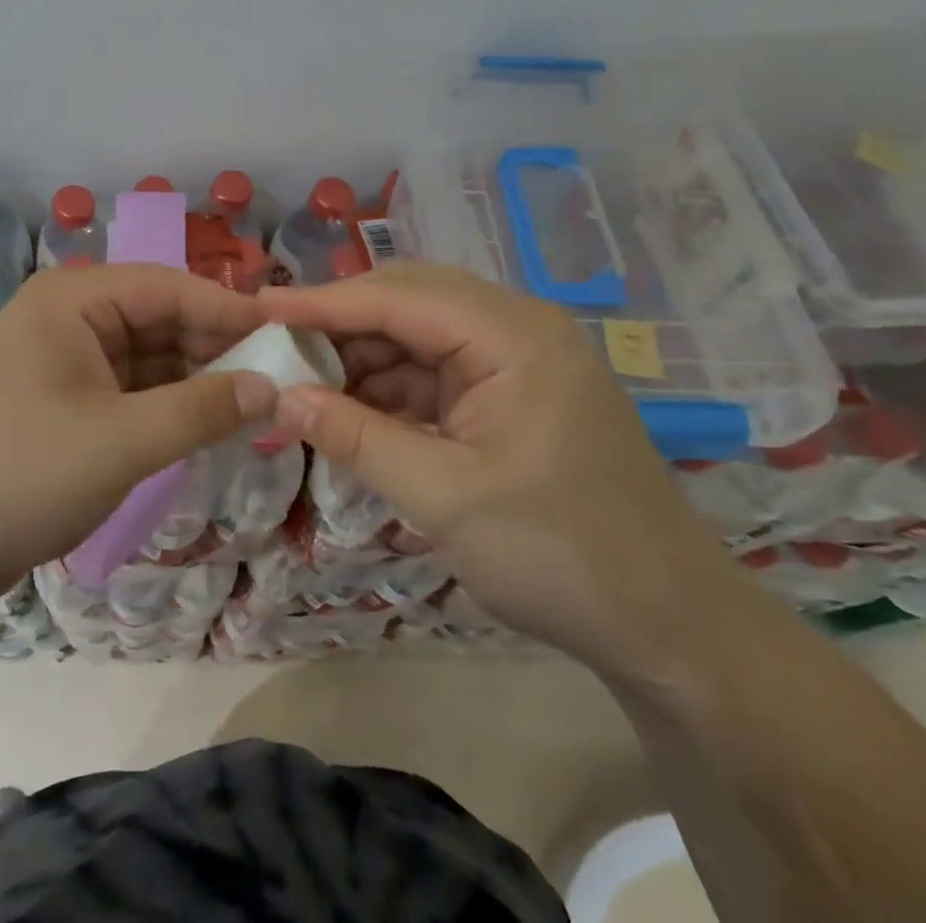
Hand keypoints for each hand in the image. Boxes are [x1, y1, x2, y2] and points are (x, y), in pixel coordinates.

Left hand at [0, 263, 275, 602]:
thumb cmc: (18, 473)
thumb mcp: (120, 442)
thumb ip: (202, 409)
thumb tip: (271, 386)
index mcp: (75, 299)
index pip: (171, 288)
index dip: (233, 312)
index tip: (290, 338)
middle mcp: (71, 316)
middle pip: (162, 319)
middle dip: (218, 349)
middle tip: (281, 380)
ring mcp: (66, 359)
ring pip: (150, 357)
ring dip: (197, 380)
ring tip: (257, 405)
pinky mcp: (65, 400)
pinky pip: (131, 389)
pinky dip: (169, 405)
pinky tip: (209, 424)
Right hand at [259, 264, 743, 675]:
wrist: (670, 628)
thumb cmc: (561, 555)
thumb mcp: (445, 497)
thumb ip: (356, 437)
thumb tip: (280, 398)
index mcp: (513, 334)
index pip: (398, 297)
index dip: (321, 302)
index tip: (256, 307)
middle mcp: (516, 329)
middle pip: (407, 302)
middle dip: (338, 324)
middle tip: (272, 343)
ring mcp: (515, 361)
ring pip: (416, 337)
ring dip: (359, 359)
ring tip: (299, 383)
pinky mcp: (510, 395)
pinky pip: (433, 374)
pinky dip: (387, 390)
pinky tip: (347, 411)